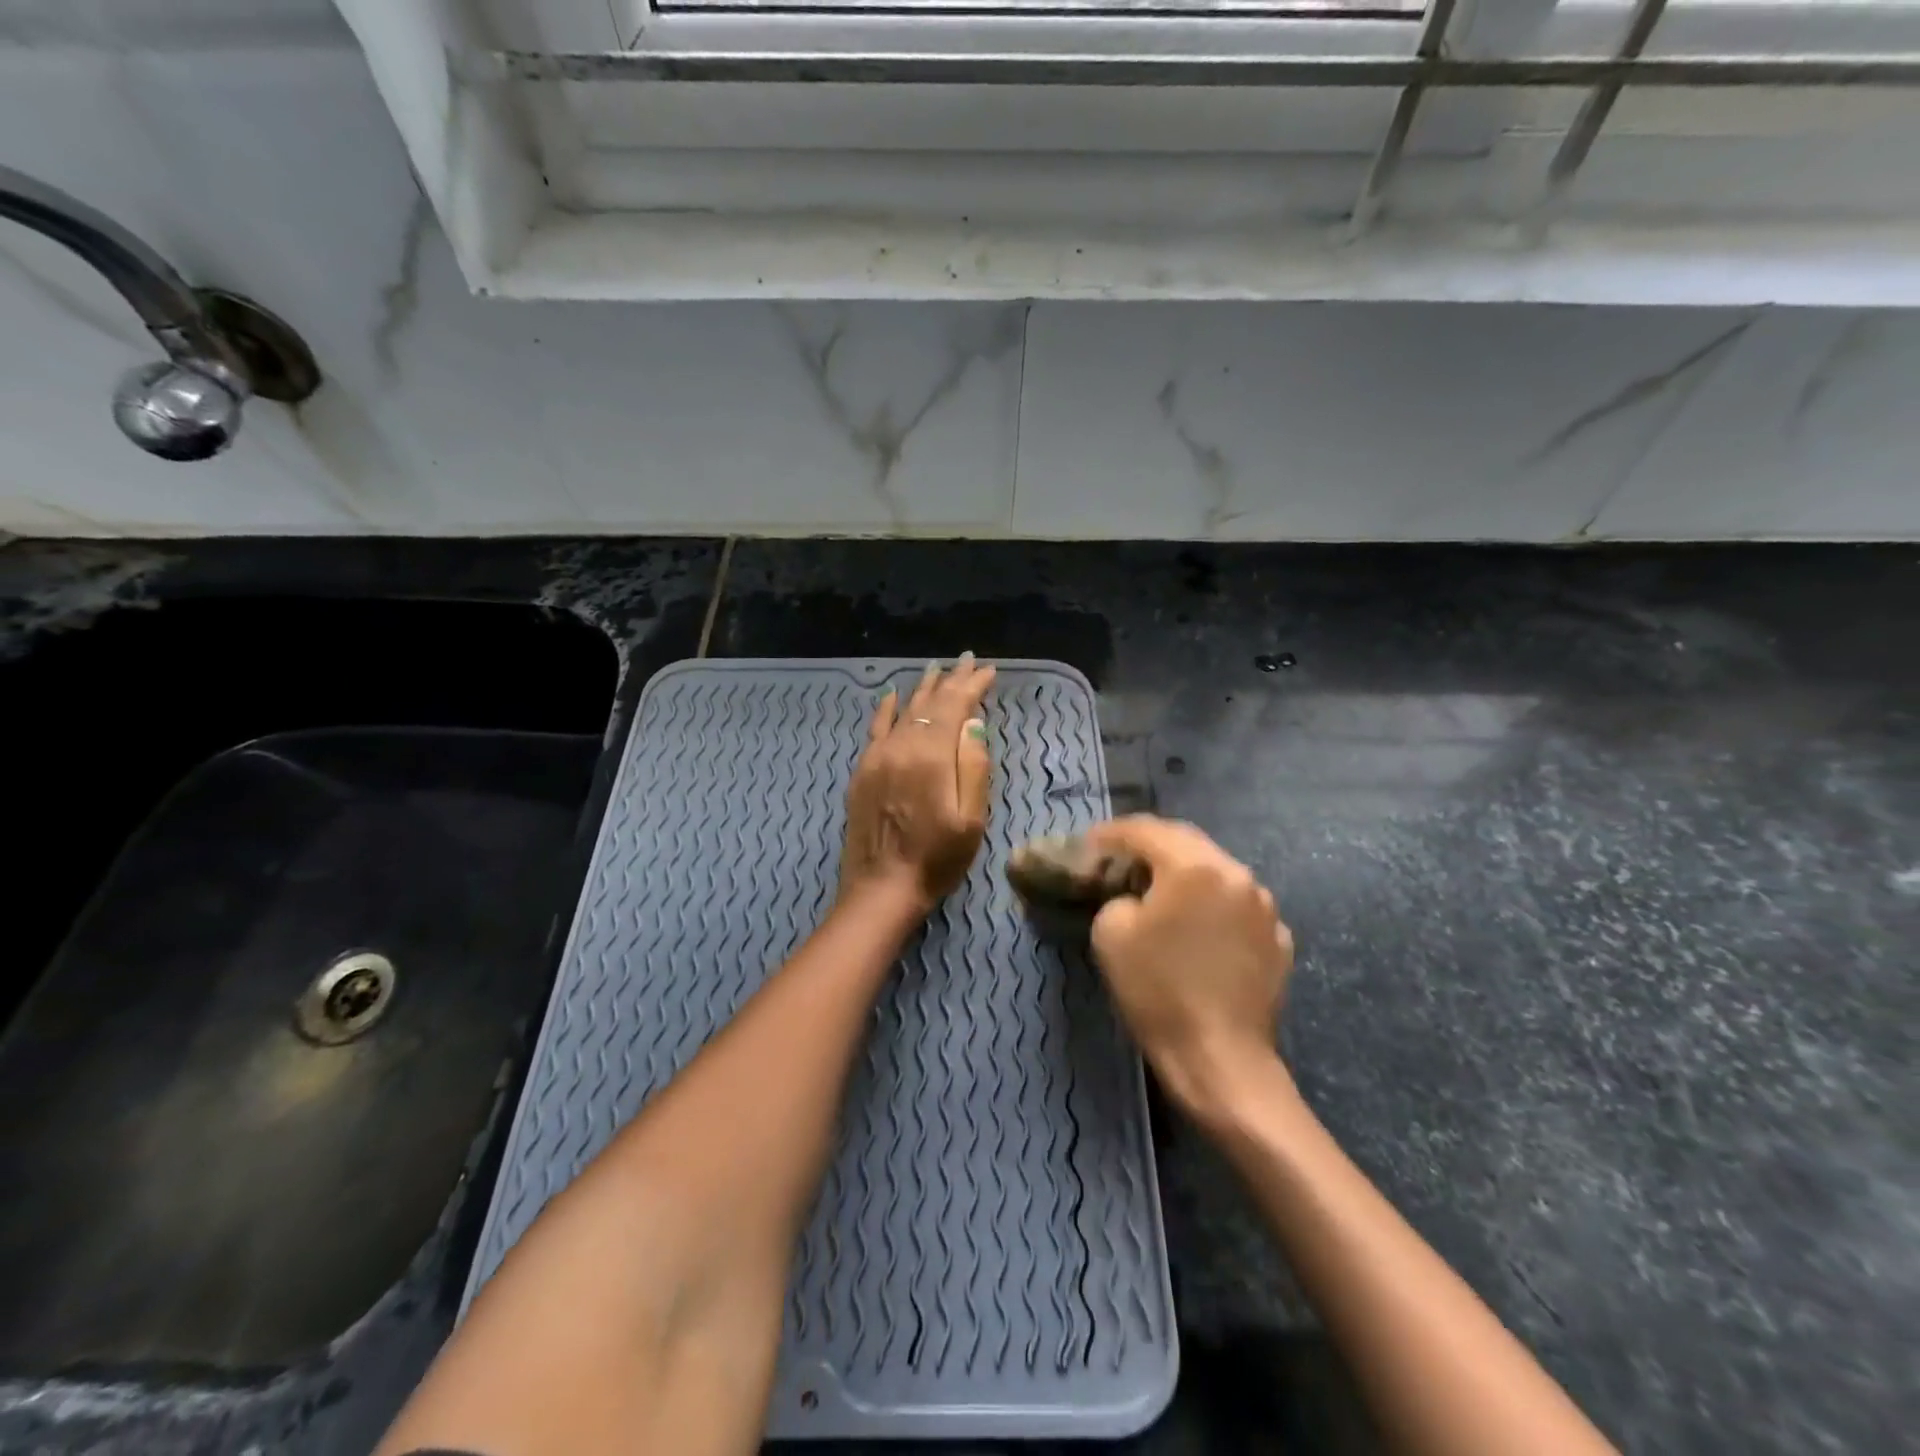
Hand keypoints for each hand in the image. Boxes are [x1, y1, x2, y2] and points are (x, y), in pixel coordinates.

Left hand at [839, 654, 995, 914]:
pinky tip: (894, 695)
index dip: (972, 686)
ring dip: (923, 689)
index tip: (989, 671)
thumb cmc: (936, 859)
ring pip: (903, 710)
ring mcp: (877, 757)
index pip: (954, 707)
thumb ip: (974, 766)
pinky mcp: (863, 771)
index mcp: (931, 756)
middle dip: (951, 681)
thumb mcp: (971, 820)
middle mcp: (901, 746)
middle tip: (967, 661)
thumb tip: (973, 723)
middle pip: (928, 703)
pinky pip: (876, 728)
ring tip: (938, 669)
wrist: (881, 889)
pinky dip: (888, 708)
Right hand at [1083, 816, 1293, 1113]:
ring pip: (1216, 871)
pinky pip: (1237, 905)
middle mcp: (1237, 874)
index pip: (1146, 830)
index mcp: (1194, 867)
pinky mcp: (1278, 938)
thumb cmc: (1158, 991)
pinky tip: (1196, 927)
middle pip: (1186, 842)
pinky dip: (1212, 904)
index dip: (1113, 832)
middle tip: (1121, 857)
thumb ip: (1118, 896)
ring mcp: (1265, 907)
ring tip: (1159, 889)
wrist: (1220, 1058)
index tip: (1091, 842)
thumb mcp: (1110, 933)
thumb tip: (1135, 896)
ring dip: (1185, 873)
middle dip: (1151, 845)